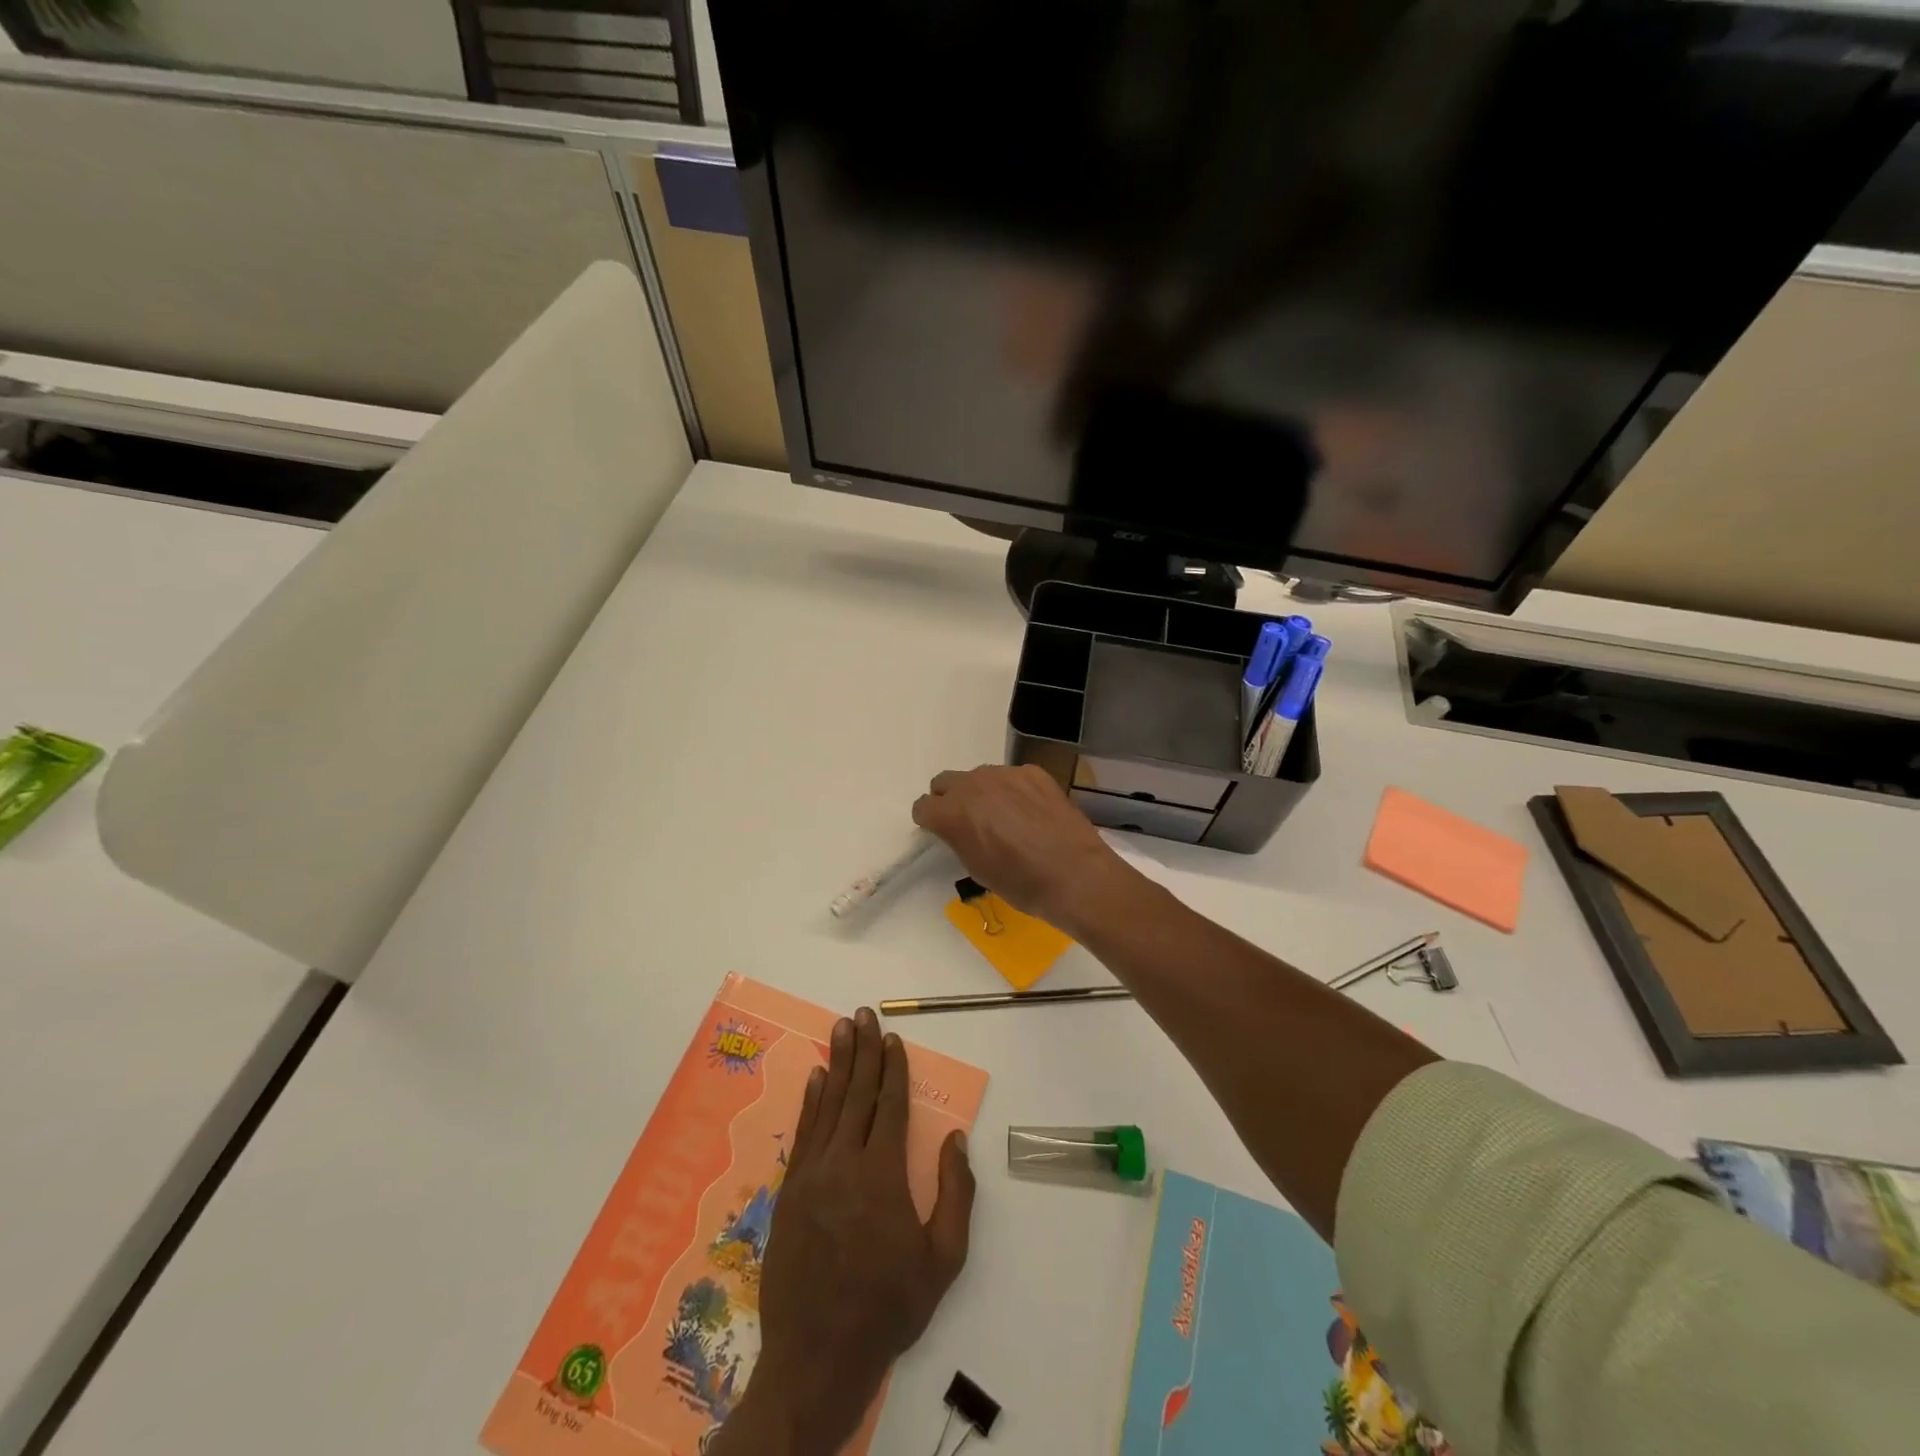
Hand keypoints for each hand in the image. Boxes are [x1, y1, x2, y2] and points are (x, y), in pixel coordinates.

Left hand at [716, 1008, 974, 1455]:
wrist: (817, 1356)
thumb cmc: (888, 1307)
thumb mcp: (942, 1260)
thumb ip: (954, 1194)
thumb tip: (954, 1138)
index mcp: (883, 1174)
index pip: (889, 1105)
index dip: (893, 1068)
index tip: (895, 1037)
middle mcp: (844, 1162)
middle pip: (857, 1093)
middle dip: (863, 1050)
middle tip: (863, 1013)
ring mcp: (812, 1174)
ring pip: (828, 1104)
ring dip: (836, 1063)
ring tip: (841, 1028)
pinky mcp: (789, 1191)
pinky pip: (803, 1133)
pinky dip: (811, 1101)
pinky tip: (815, 1078)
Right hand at [911, 764, 1136, 934]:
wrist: (1075, 875)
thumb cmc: (1021, 883)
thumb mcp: (977, 868)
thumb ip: (959, 839)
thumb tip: (960, 829)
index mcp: (952, 813)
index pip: (923, 806)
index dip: (930, 821)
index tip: (941, 832)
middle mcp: (973, 785)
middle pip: (946, 782)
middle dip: (950, 800)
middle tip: (969, 823)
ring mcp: (1006, 774)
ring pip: (980, 777)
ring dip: (983, 793)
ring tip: (1006, 819)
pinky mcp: (1033, 772)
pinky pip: (1012, 777)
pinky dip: (1013, 791)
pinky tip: (1032, 814)